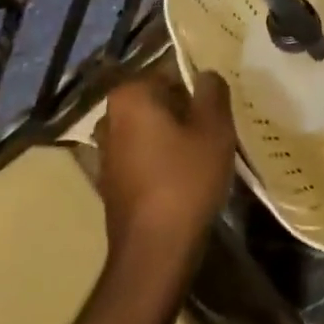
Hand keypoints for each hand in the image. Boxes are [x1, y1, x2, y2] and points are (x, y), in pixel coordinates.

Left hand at [96, 68, 236, 278]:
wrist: (154, 250)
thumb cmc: (186, 179)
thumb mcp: (214, 128)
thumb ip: (212, 91)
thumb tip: (206, 75)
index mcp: (130, 95)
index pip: (171, 73)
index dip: (198, 90)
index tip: (217, 111)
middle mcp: (109, 117)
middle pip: (158, 102)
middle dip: (184, 112)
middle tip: (214, 132)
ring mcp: (105, 151)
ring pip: (150, 130)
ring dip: (173, 137)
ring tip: (202, 156)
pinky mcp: (109, 181)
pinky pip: (142, 157)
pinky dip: (161, 161)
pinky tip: (184, 179)